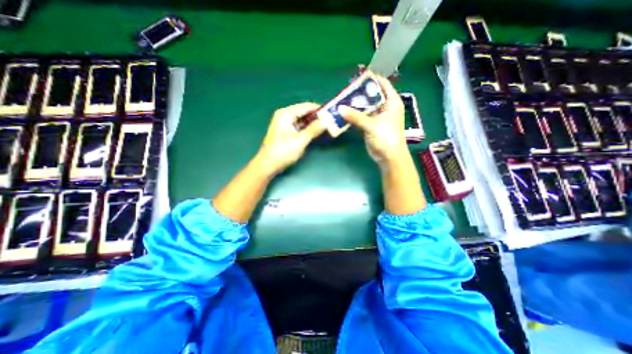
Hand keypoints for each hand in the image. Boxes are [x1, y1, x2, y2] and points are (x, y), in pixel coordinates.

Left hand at [258, 102, 325, 173]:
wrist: (268, 165)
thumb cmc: (283, 152)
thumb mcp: (300, 140)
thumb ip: (313, 130)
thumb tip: (326, 122)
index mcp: (286, 114)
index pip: (306, 106)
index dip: (319, 109)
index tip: (331, 113)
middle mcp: (285, 115)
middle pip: (304, 112)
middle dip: (317, 116)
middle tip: (330, 121)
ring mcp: (285, 123)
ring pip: (302, 119)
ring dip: (313, 123)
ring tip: (326, 126)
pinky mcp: (286, 131)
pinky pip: (299, 126)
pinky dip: (308, 128)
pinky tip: (316, 131)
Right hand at [337, 74, 406, 166]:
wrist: (388, 157)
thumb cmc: (386, 138)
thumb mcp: (372, 125)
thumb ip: (356, 116)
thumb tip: (340, 108)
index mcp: (392, 102)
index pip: (383, 85)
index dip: (372, 79)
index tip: (359, 76)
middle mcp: (385, 107)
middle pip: (372, 95)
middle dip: (360, 92)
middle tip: (347, 90)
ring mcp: (377, 117)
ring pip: (365, 107)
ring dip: (356, 104)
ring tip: (343, 100)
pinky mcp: (370, 126)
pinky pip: (361, 117)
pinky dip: (354, 115)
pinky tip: (345, 112)